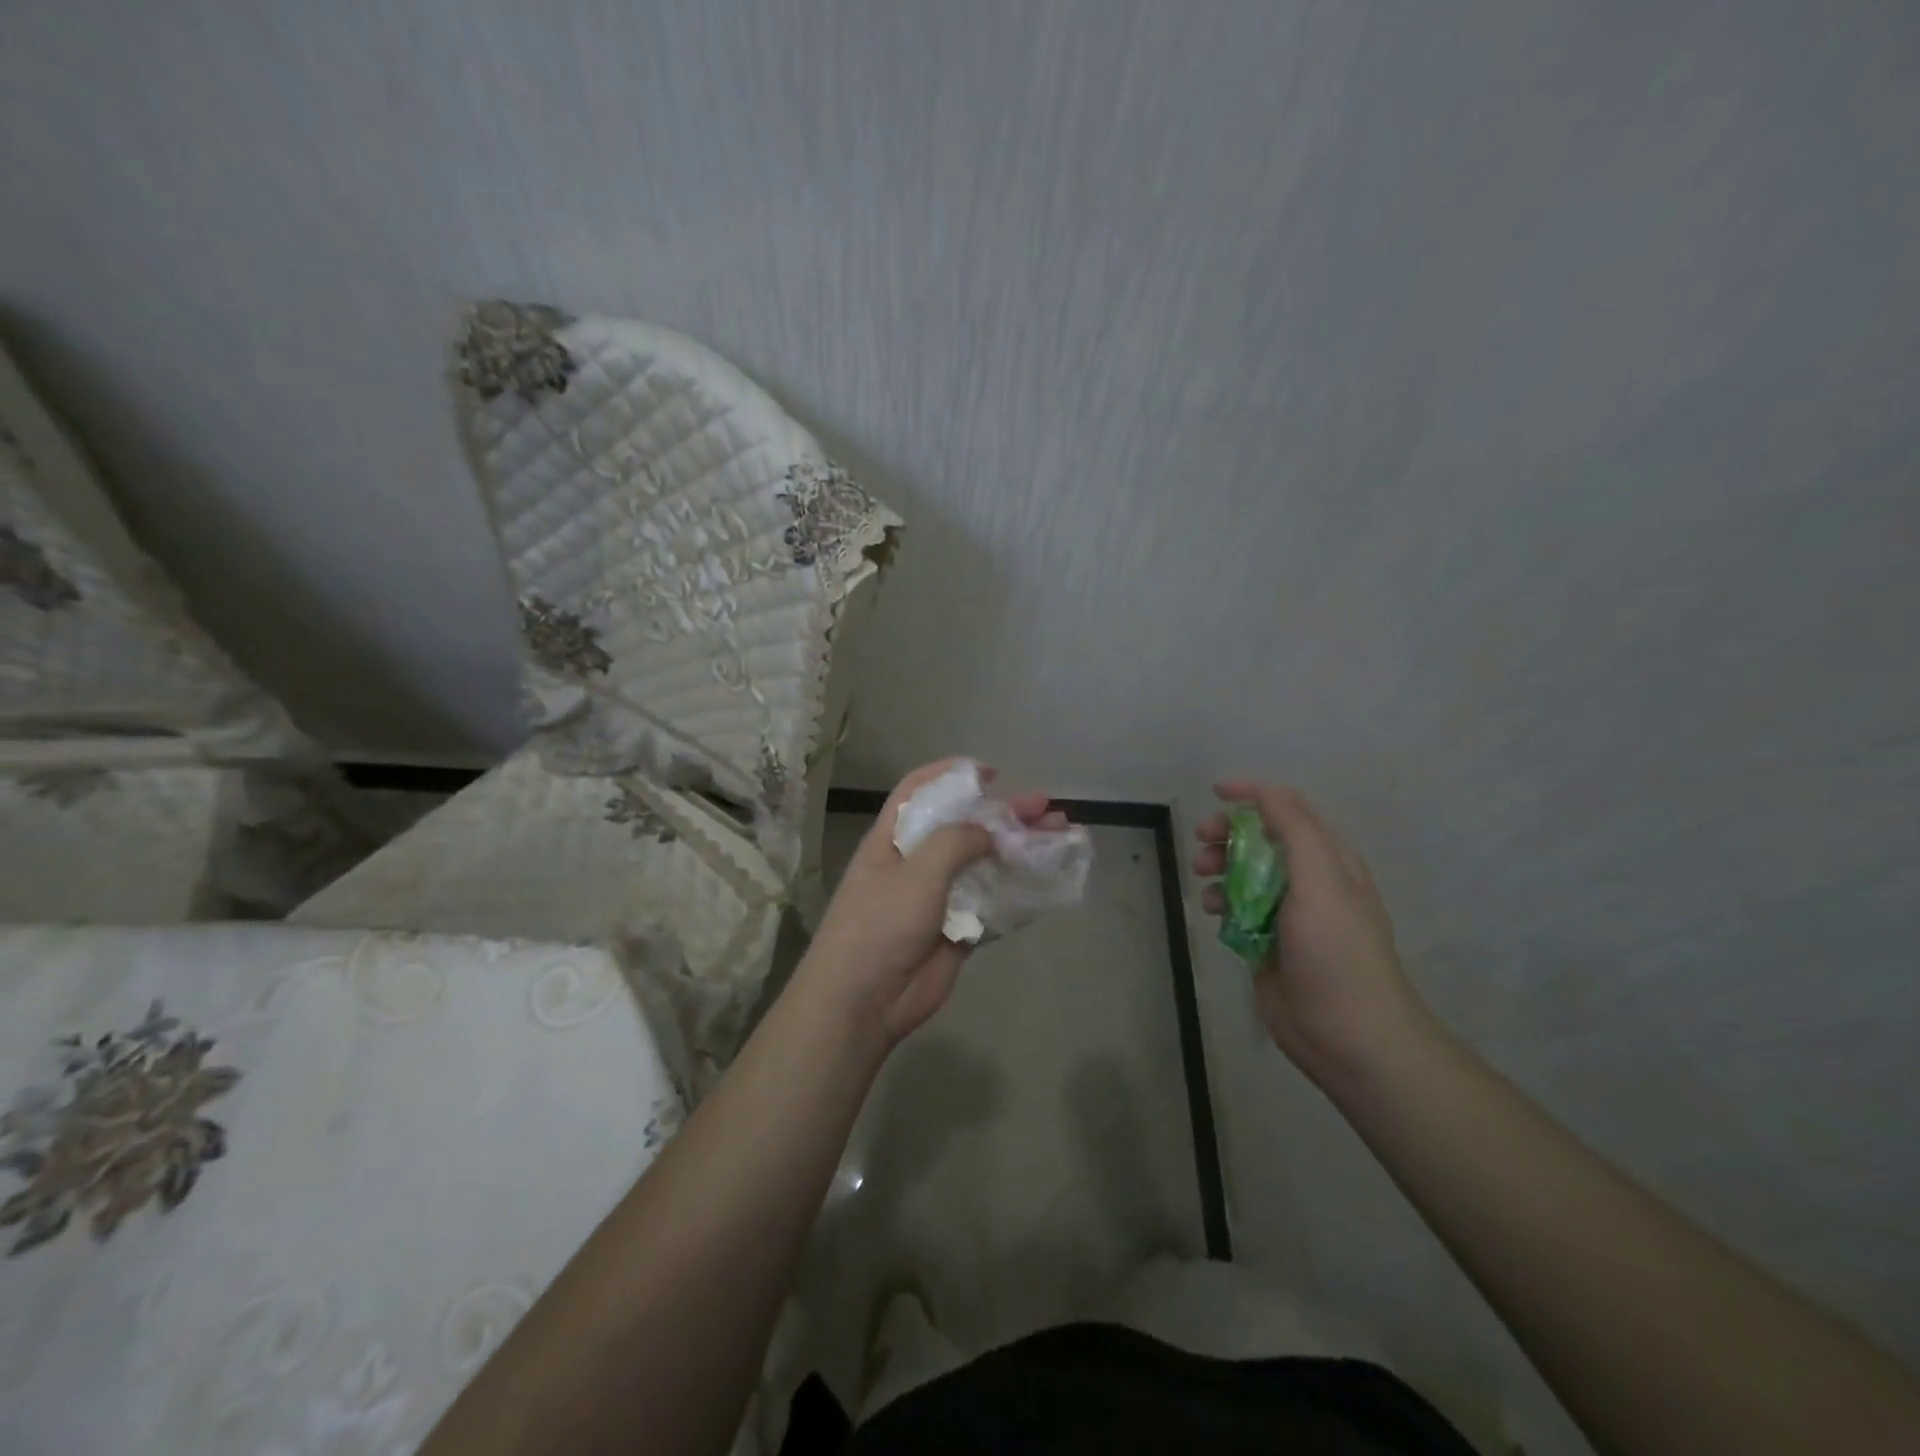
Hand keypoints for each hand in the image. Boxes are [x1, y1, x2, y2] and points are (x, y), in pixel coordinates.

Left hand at [800, 759, 1065, 1044]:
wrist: (864, 1001)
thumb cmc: (881, 923)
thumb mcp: (916, 869)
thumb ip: (956, 841)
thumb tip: (988, 834)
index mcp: (893, 839)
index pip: (919, 791)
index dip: (951, 774)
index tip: (990, 773)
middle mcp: (915, 863)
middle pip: (964, 827)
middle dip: (1003, 814)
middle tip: (1044, 806)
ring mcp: (938, 898)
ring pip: (985, 865)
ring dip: (1019, 850)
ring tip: (1059, 837)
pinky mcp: (957, 931)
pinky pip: (993, 905)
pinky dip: (1019, 892)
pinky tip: (1048, 882)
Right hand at [1194, 781, 1426, 1084]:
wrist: (1346, 1032)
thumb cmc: (1336, 950)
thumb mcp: (1321, 879)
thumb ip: (1294, 830)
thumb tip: (1265, 792)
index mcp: (1329, 859)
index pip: (1289, 810)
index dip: (1254, 795)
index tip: (1215, 792)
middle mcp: (1308, 881)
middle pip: (1260, 839)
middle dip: (1228, 834)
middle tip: (1201, 841)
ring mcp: (1286, 913)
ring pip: (1243, 873)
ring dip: (1219, 867)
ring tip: (1201, 878)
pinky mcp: (1266, 942)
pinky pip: (1236, 909)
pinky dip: (1220, 902)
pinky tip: (1211, 913)